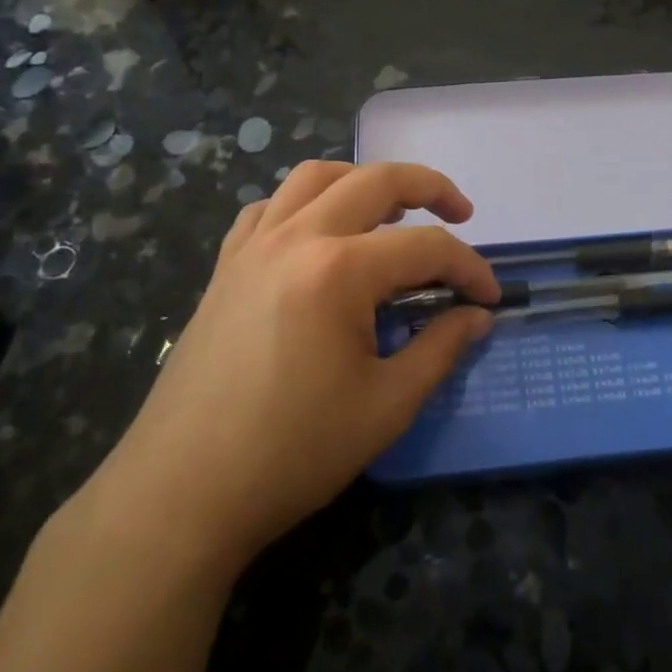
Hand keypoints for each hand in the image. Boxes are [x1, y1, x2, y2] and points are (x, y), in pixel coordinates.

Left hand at [92, 161, 498, 570]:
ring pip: (315, 177)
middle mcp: (296, 238)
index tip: (489, 298)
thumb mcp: (386, 406)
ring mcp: (253, 247)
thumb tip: (477, 317)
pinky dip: (303, 204)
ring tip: (390, 210)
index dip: (469, 269)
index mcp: (339, 270)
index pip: (426, 248)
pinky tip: (317, 235)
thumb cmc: (292, 453)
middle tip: (460, 214)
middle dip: (429, 188)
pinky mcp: (225, 267)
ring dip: (362, 181)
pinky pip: (269, 208)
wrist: (181, 494)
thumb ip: (440, 349)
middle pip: (376, 181)